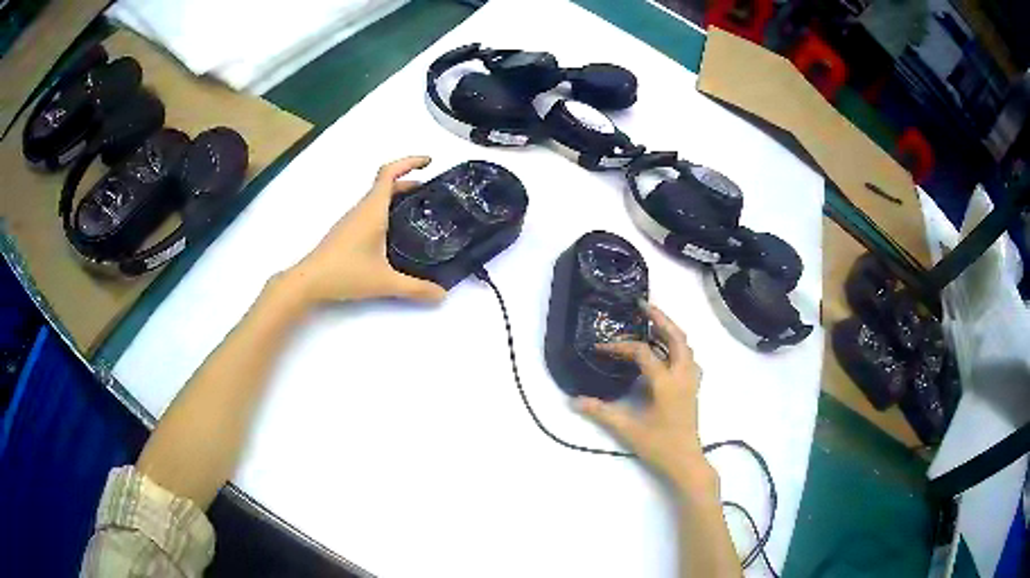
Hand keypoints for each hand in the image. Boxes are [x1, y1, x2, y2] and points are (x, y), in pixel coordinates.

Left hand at [286, 156, 446, 304]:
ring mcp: (353, 220)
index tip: (429, 162)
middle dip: (410, 182)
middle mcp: (362, 209)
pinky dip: (387, 211)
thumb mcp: (385, 282)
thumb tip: (442, 295)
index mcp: (373, 209)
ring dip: (398, 197)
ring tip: (419, 212)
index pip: (390, 173)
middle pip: (387, 184)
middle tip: (433, 194)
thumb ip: (416, 289)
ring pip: (378, 198)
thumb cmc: (346, 273)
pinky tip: (396, 232)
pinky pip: (371, 211)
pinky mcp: (347, 231)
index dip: (410, 162)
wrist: (309, 281)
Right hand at [575, 303, 713, 493]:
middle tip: (643, 305)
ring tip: (654, 322)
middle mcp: (682, 375)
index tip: (601, 348)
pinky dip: (679, 346)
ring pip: (686, 346)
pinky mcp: (693, 388)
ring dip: (671, 330)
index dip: (621, 346)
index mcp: (666, 382)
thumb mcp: (628, 429)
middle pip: (676, 337)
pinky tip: (667, 352)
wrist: (686, 461)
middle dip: (660, 318)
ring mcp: (691, 381)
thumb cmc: (659, 445)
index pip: (643, 353)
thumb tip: (574, 400)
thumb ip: (601, 412)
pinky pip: (689, 358)